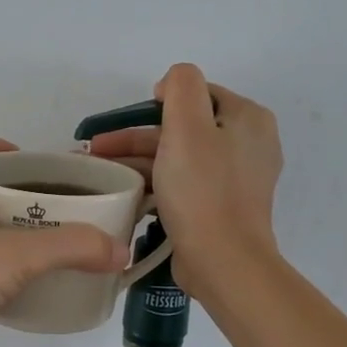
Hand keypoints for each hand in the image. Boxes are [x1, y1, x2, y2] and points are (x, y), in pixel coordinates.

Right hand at [85, 64, 282, 302]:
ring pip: (179, 156)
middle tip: (97, 149)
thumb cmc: (202, 190)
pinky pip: (184, 183)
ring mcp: (236, 179)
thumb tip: (170, 85)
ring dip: (139, 160)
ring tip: (100, 171)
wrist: (222, 262)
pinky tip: (125, 191)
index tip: (124, 121)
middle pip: (184, 127)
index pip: (197, 94)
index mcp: (248, 119)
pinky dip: (155, 182)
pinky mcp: (221, 207)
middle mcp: (248, 144)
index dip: (158, 102)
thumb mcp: (187, 125)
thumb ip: (181, 87)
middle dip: (137, 136)